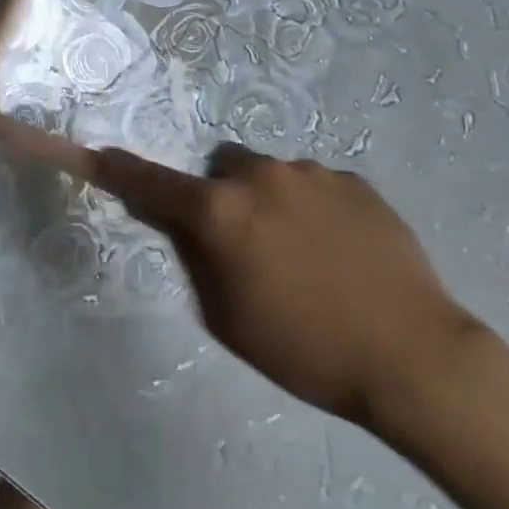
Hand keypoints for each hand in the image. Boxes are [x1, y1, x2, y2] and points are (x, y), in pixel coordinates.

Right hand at [94, 144, 478, 433]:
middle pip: (219, 171)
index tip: (92, 151)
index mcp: (220, 211)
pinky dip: (311, 208)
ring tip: (305, 256)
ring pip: (268, 175)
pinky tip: (340, 253)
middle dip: (220, 197)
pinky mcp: (354, 180)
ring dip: (268, 202)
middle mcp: (259, 176)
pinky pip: (313, 185)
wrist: (415, 357)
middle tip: (245, 246)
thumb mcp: (226, 317)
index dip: (116, 168)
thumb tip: (178, 221)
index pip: (151, 182)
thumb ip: (193, 257)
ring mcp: (311, 172)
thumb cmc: (305, 348)